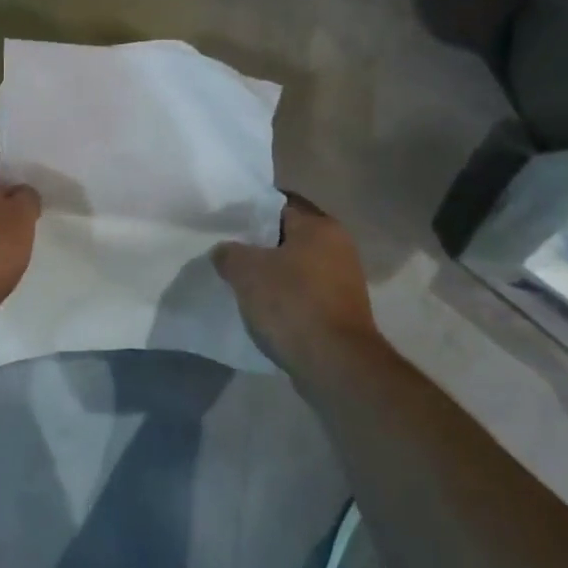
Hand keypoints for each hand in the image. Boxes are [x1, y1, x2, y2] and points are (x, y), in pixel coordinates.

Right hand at [213, 194, 384, 375]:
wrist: (335, 363)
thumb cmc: (292, 303)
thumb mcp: (246, 271)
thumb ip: (229, 253)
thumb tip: (224, 251)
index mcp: (320, 226)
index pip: (280, 204)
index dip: (250, 210)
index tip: (226, 221)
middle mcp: (338, 246)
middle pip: (289, 236)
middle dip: (259, 244)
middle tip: (227, 251)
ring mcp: (343, 280)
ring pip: (297, 266)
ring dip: (272, 273)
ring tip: (239, 281)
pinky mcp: (341, 310)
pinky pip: (304, 293)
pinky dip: (285, 297)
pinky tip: (261, 308)